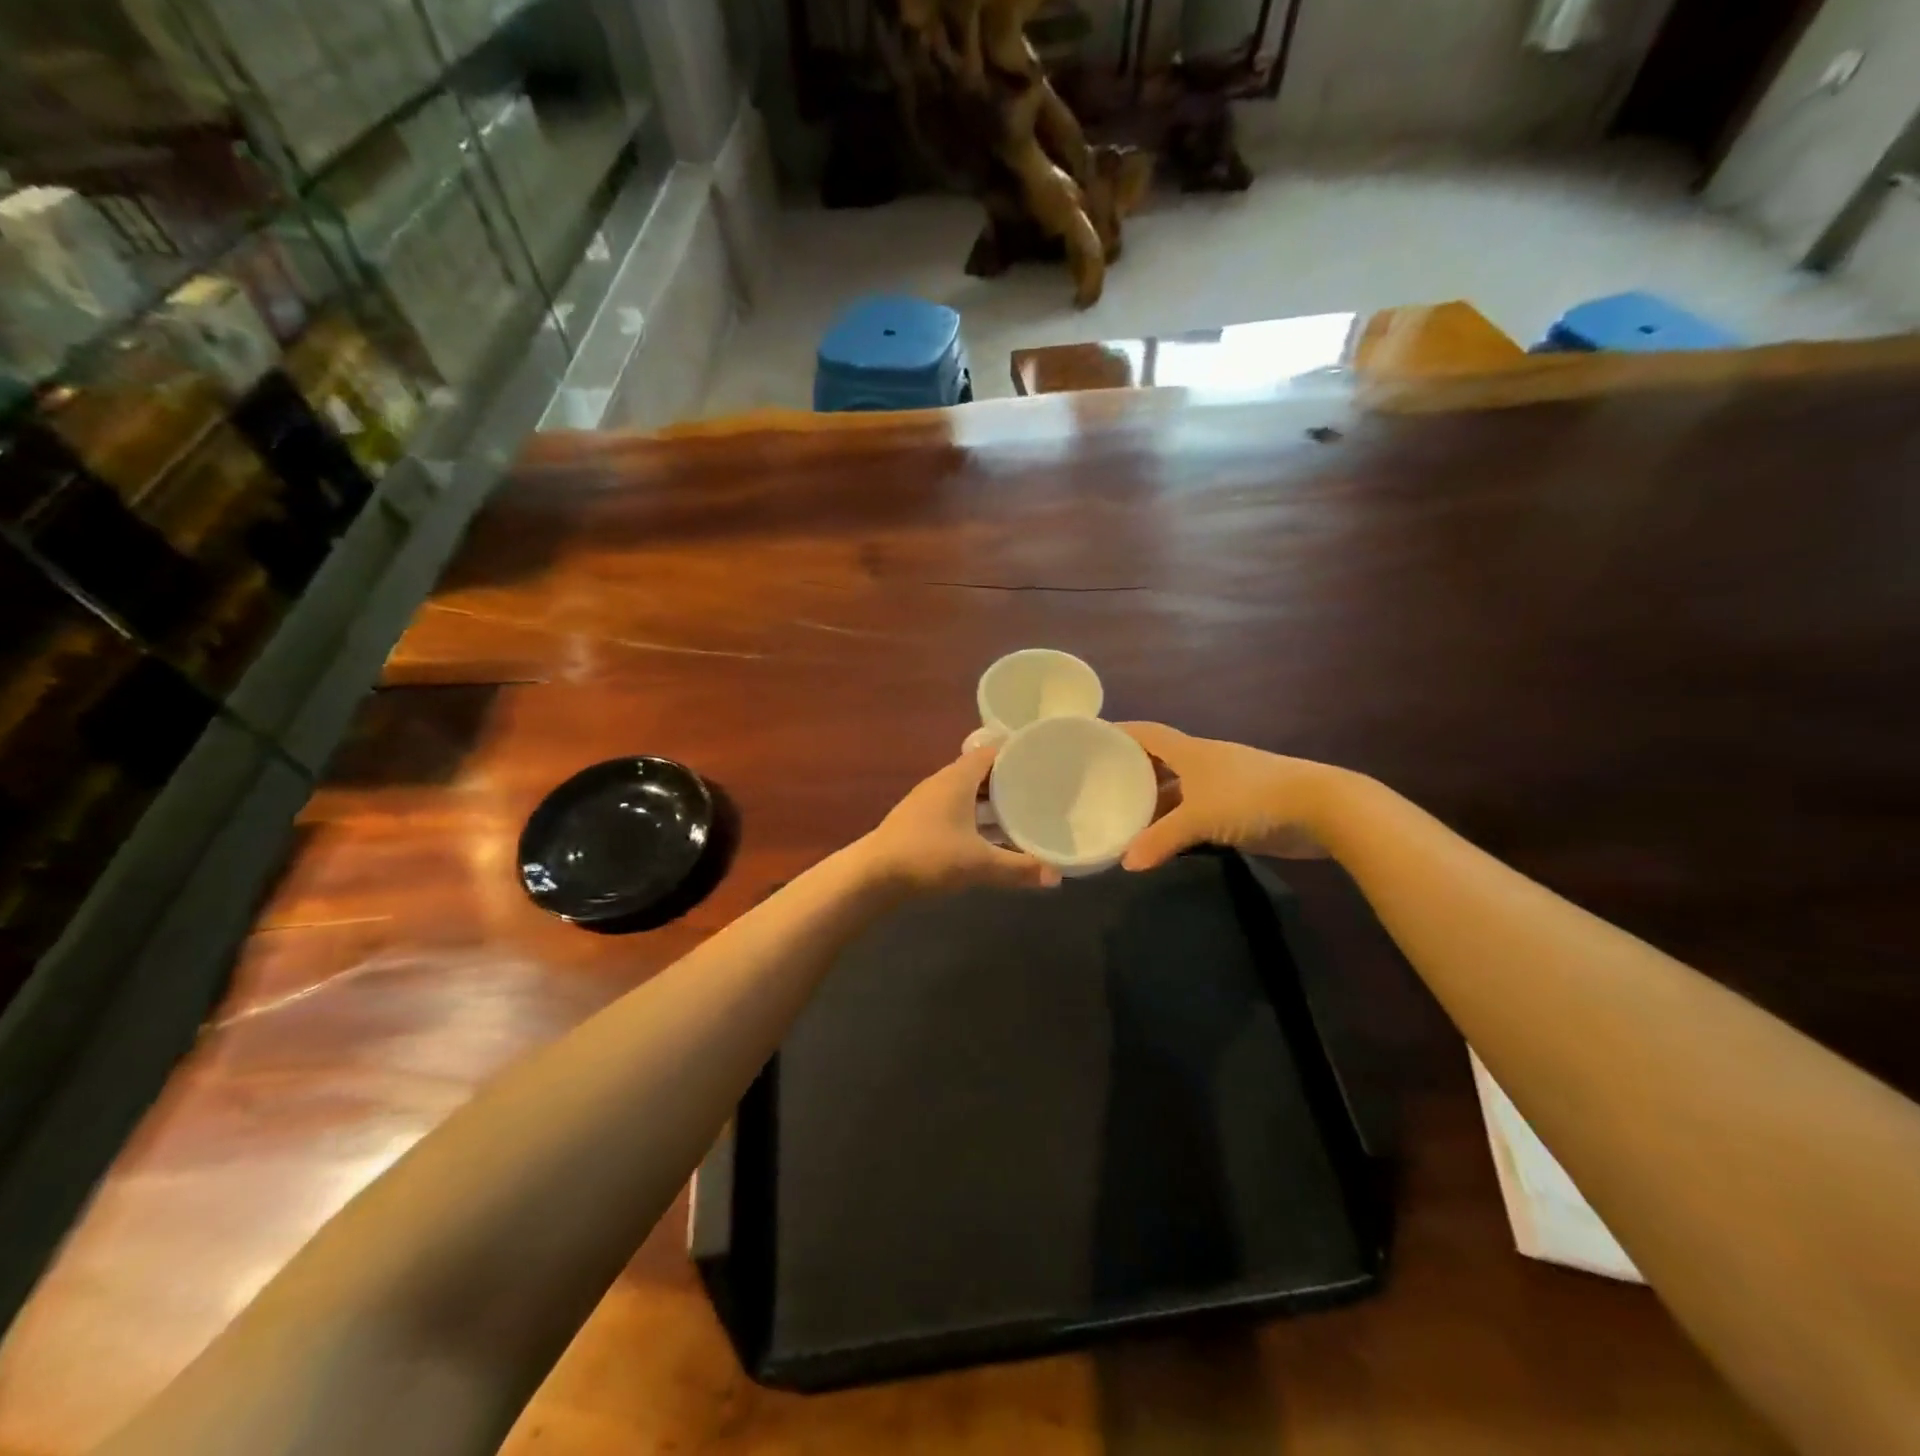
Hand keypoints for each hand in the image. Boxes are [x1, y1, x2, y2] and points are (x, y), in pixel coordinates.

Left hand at [861, 745, 1059, 892]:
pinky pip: (958, 809)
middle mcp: (942, 783)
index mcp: (956, 779)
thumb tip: (1057, 876)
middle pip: (982, 772)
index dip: (1017, 751)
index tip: (1044, 757)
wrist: (872, 876)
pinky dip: (978, 816)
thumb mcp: (978, 864)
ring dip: (994, 800)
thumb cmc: (926, 857)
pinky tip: (993, 835)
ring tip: (1025, 809)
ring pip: (969, 793)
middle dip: (1011, 778)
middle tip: (1043, 786)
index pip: (992, 751)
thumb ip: (1018, 868)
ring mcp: (929, 802)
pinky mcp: (921, 821)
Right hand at [1118, 722, 1348, 870]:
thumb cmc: (1251, 799)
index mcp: (1190, 751)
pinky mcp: (1238, 809)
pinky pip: (1196, 812)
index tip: (1090, 740)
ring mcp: (1222, 786)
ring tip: (1122, 818)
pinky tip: (1162, 839)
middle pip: (1159, 761)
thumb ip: (1160, 840)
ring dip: (1154, 802)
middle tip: (1098, 788)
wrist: (1320, 808)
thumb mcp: (1198, 819)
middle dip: (1131, 773)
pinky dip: (1177, 822)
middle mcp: (1202, 763)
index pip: (1146, 733)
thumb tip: (1126, 863)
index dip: (1119, 733)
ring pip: (1178, 790)